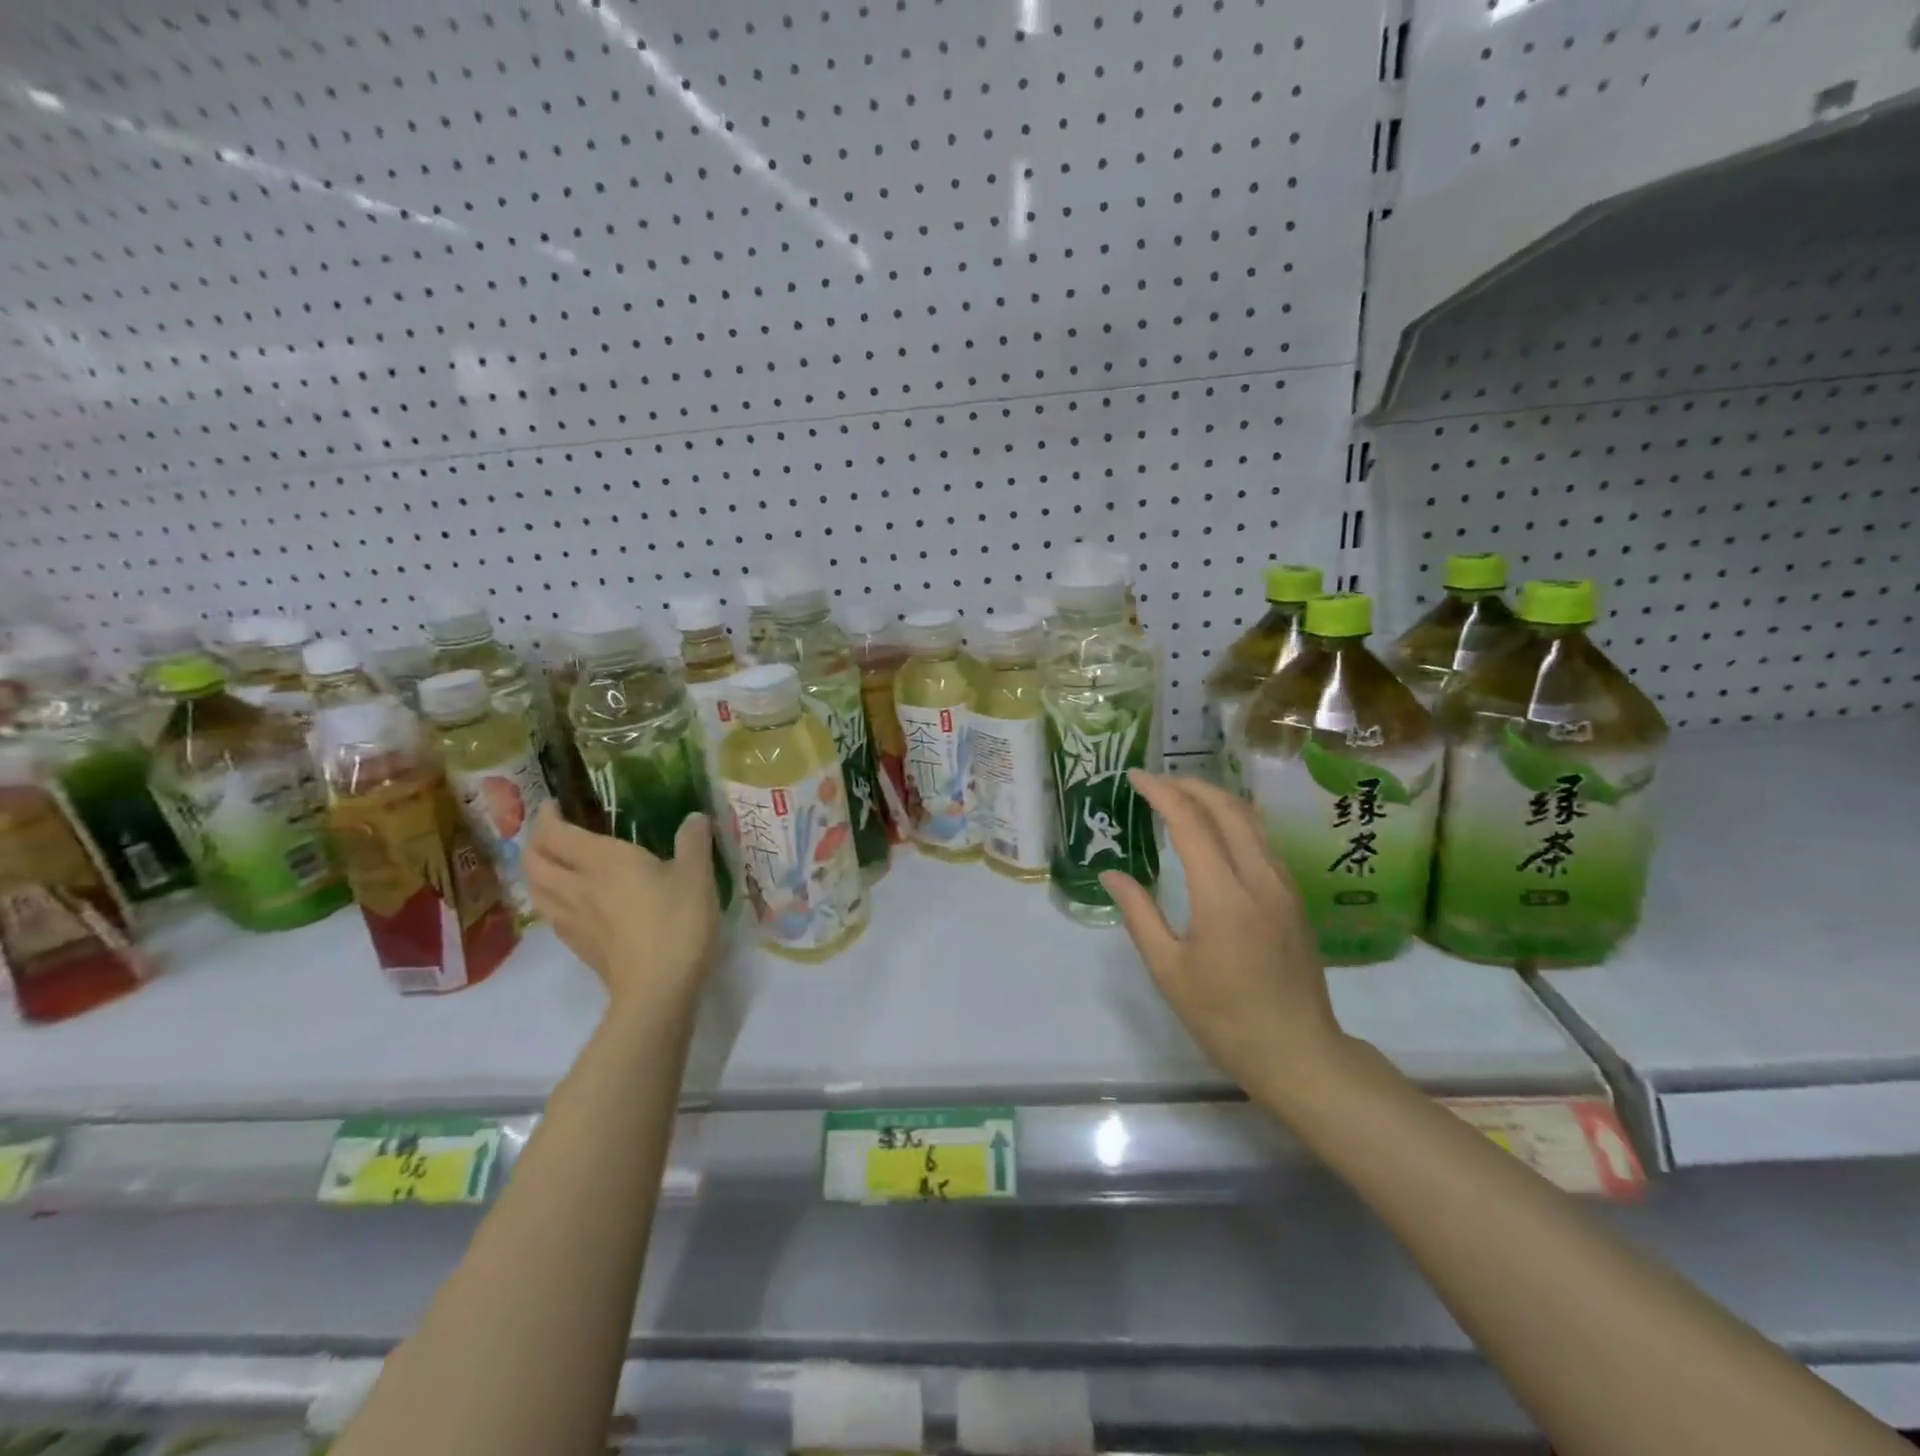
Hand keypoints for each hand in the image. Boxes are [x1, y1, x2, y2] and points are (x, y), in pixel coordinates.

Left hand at [526, 803, 721, 1016]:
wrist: (658, 989)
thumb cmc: (677, 923)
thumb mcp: (697, 875)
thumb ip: (693, 841)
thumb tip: (694, 817)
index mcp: (603, 861)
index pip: (556, 833)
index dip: (548, 815)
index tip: (555, 803)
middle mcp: (578, 886)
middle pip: (534, 861)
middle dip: (535, 841)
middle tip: (552, 831)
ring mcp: (573, 920)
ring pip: (536, 889)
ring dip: (537, 871)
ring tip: (554, 864)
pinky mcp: (579, 946)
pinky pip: (551, 913)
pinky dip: (551, 898)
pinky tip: (572, 902)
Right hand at [1101, 770, 1348, 1109]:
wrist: (1298, 1052)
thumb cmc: (1224, 1017)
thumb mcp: (1168, 970)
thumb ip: (1139, 914)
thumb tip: (1111, 874)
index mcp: (1223, 896)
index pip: (1191, 822)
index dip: (1161, 792)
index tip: (1135, 778)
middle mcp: (1259, 878)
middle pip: (1227, 808)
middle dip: (1190, 785)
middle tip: (1156, 781)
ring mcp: (1283, 885)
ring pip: (1251, 820)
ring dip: (1215, 799)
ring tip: (1181, 797)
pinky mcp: (1294, 897)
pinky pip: (1262, 840)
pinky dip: (1234, 820)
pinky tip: (1214, 832)